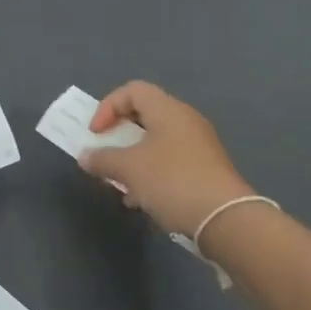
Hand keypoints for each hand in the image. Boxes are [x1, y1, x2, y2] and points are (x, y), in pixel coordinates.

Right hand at [79, 81, 255, 237]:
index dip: (108, 107)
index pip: (132, 91)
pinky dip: (150, 174)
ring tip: (120, 183)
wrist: (225, 219)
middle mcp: (185, 120)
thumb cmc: (172, 181)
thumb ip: (102, 159)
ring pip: (156, 142)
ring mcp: (198, 146)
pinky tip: (141, 200)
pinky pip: (170, 162)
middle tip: (105, 154)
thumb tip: (85, 156)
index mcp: (168, 110)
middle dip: (119, 135)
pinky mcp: (205, 170)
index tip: (96, 134)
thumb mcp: (129, 169)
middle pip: (144, 116)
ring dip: (133, 158)